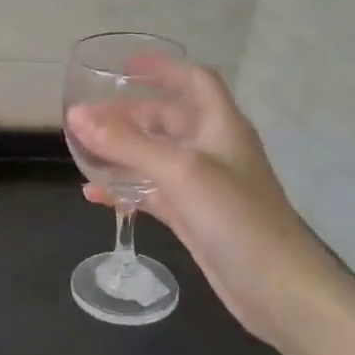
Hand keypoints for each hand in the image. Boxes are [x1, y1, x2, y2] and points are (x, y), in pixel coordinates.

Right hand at [67, 57, 340, 348]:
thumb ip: (126, 143)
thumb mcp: (179, 171)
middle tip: (89, 117)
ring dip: (124, 151)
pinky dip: (126, 189)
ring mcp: (204, 186)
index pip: (194, 80)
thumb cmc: (236, 217)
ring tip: (84, 151)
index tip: (124, 65)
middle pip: (169, 119)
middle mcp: (213, 149)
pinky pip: (153, 192)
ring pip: (157, 157)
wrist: (278, 289)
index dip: (163, 67)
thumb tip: (75, 115)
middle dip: (130, 114)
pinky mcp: (194, 217)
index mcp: (220, 126)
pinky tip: (95, 195)